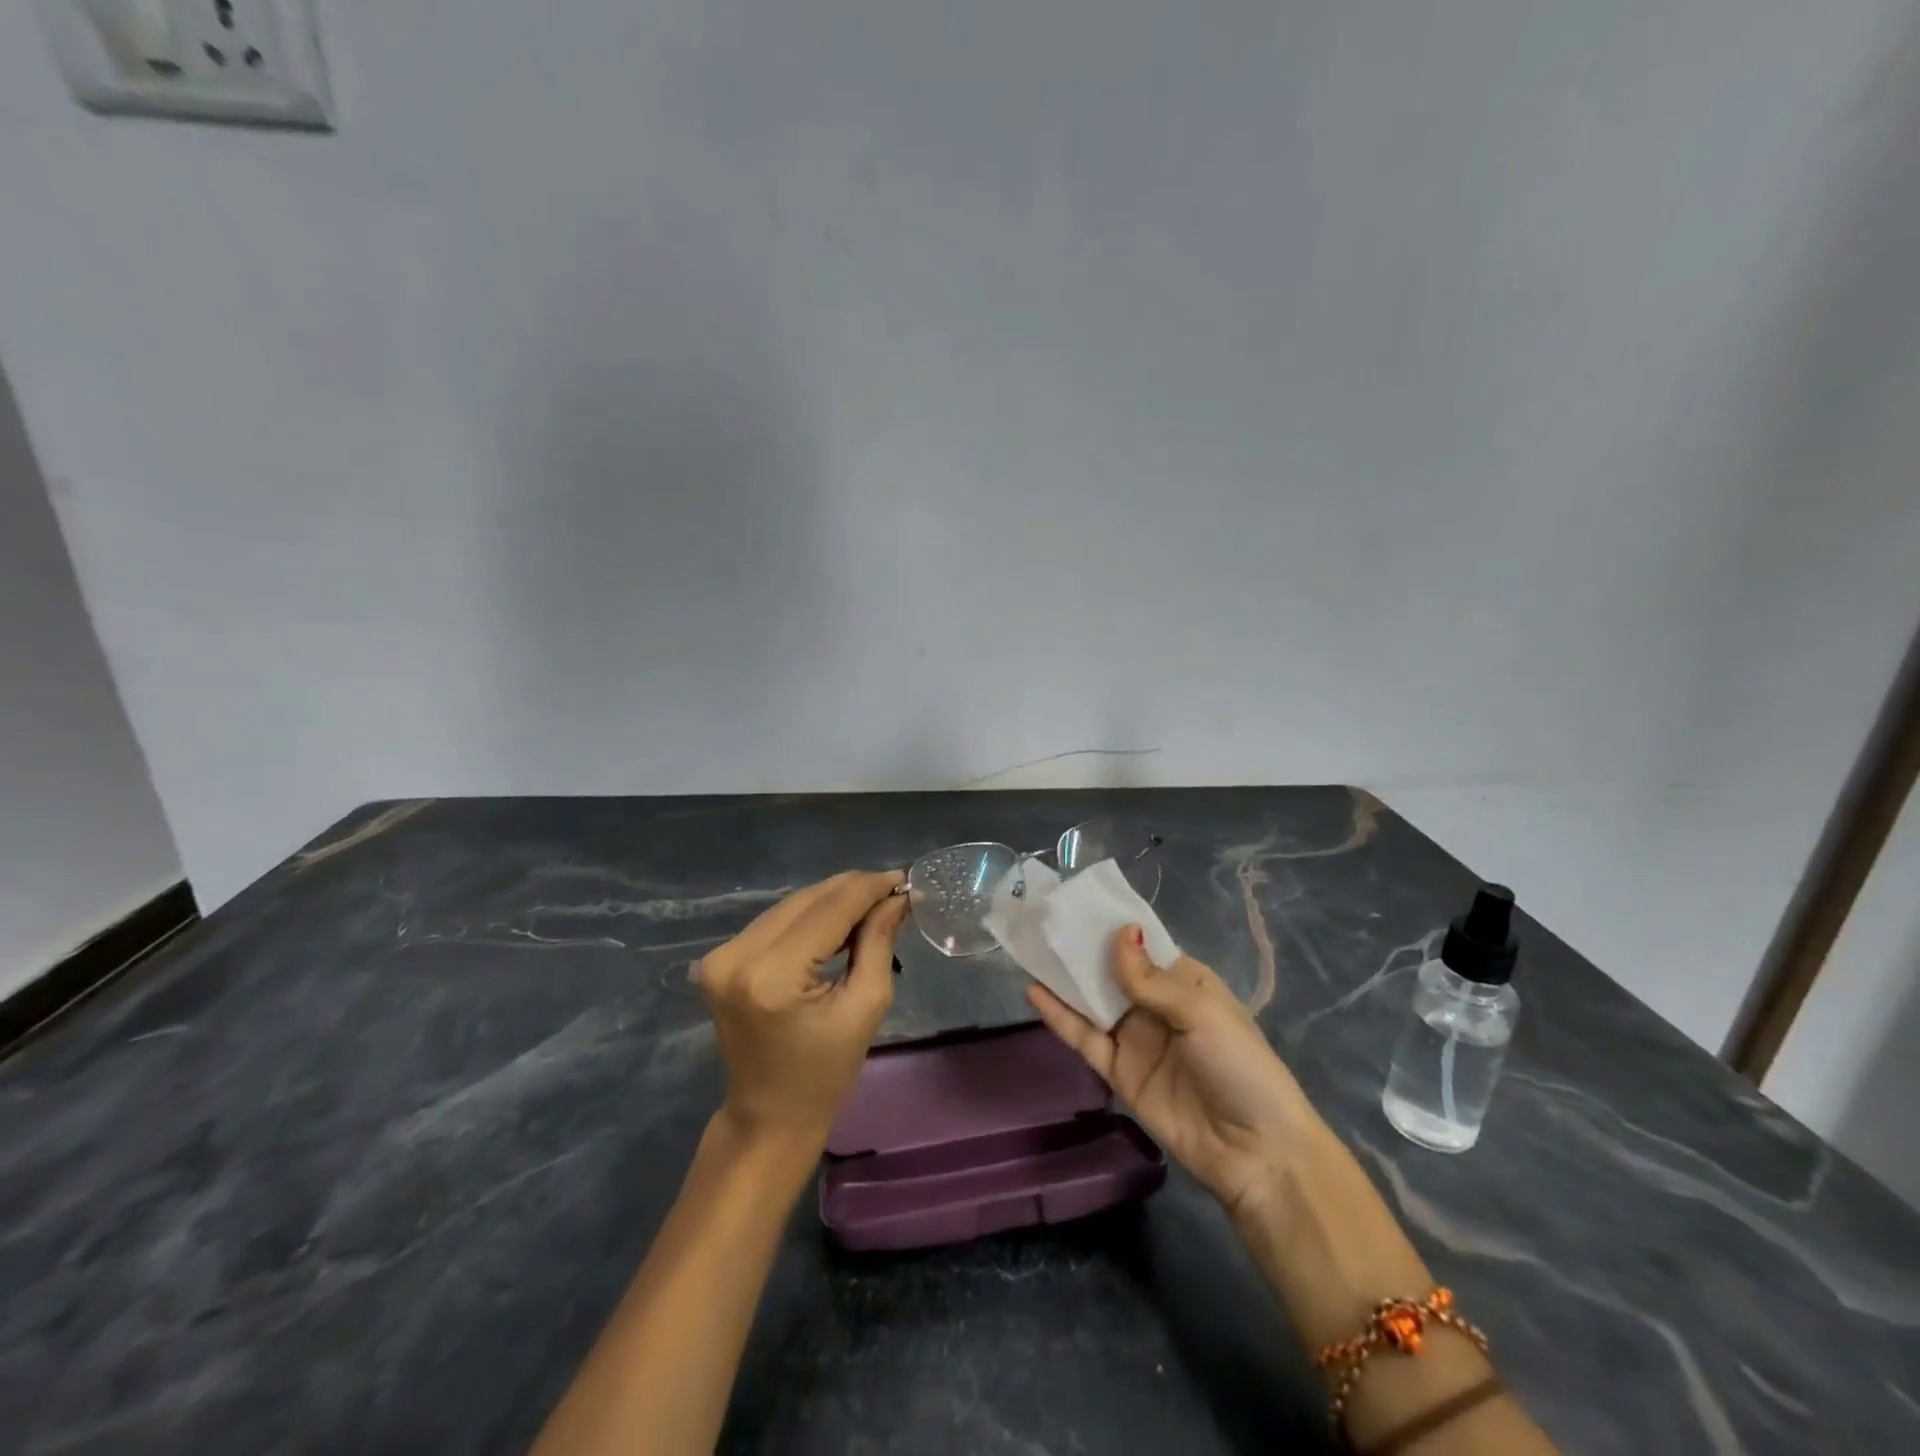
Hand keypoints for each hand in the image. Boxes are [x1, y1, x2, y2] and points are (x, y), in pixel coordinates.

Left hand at [695, 870, 908, 1146]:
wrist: (768, 1117)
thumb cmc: (825, 1074)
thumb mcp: (865, 1007)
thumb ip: (878, 942)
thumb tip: (895, 896)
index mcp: (773, 976)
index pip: (829, 910)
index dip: (868, 888)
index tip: (902, 879)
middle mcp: (738, 956)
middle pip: (807, 900)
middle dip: (852, 890)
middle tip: (892, 889)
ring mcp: (721, 956)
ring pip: (790, 905)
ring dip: (831, 900)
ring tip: (870, 904)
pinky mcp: (719, 959)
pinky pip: (775, 921)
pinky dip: (808, 916)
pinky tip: (837, 921)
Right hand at [1027, 926, 1328, 1224]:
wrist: (1255, 1153)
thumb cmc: (1240, 1066)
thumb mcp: (1201, 1013)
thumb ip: (1151, 979)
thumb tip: (1120, 932)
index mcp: (1184, 981)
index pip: (1142, 944)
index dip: (1111, 924)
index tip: (1074, 901)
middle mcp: (1156, 1004)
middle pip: (1111, 970)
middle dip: (1080, 947)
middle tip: (1041, 919)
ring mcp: (1135, 1038)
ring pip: (1092, 1000)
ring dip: (1064, 977)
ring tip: (1029, 946)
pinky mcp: (1118, 1071)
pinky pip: (1084, 1037)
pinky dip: (1059, 1016)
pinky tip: (1033, 992)